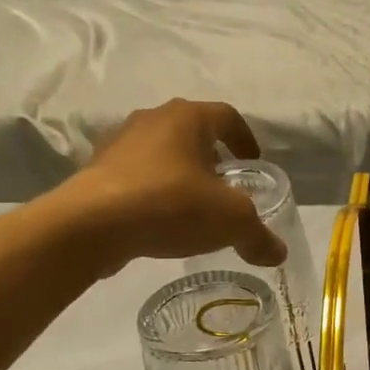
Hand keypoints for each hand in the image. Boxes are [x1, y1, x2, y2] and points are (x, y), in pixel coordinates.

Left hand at [57, 99, 286, 275]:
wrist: (92, 224)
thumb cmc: (170, 204)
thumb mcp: (229, 221)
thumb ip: (257, 235)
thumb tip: (278, 253)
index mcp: (188, 117)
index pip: (228, 116)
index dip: (246, 140)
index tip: (253, 165)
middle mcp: (152, 119)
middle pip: (193, 133)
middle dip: (212, 159)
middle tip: (226, 188)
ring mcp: (119, 143)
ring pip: (162, 153)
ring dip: (180, 175)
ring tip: (192, 208)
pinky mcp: (97, 171)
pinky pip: (136, 176)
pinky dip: (153, 192)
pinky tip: (159, 222)